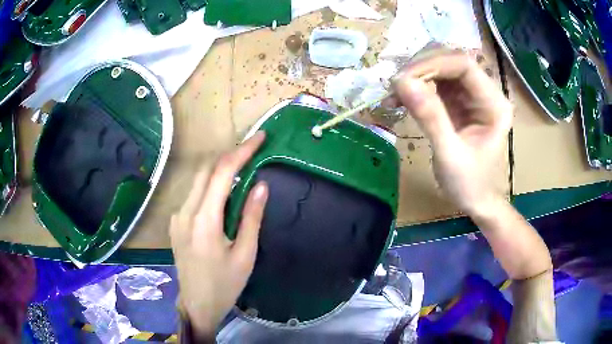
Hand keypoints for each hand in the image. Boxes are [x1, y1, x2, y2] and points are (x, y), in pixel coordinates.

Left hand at [170, 131, 267, 338]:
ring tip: (242, 168)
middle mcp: (185, 212)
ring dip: (219, 169)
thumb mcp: (245, 254)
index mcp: (204, 220)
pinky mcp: (175, 222)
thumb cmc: (225, 284)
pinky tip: (223, 195)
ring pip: (198, 180)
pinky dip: (210, 185)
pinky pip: (193, 194)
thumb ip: (251, 217)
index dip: (242, 151)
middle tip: (253, 150)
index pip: (222, 173)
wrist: (197, 304)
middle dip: (230, 155)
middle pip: (206, 169)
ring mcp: (177, 216)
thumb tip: (261, 184)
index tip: (259, 138)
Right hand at [393, 49, 512, 216]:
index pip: (464, 65)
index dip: (433, 64)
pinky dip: (415, 88)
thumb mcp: (450, 154)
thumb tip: (402, 82)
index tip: (404, 79)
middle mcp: (484, 93)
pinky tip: (400, 100)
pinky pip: (435, 84)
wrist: (475, 201)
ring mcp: (471, 96)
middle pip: (450, 61)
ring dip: (415, 77)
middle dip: (421, 69)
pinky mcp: (458, 102)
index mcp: (494, 104)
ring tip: (394, 94)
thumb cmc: (469, 184)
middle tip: (395, 86)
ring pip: (440, 69)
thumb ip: (430, 117)